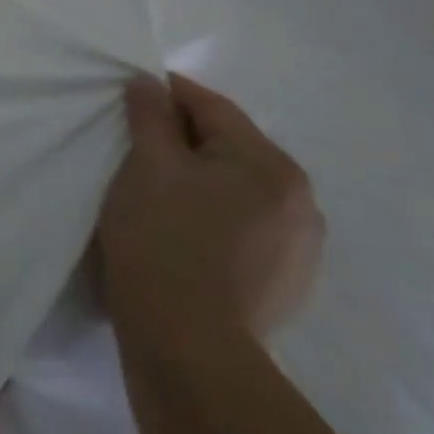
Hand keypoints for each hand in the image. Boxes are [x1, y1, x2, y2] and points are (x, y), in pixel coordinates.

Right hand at [98, 73, 324, 344]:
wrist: (188, 350)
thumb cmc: (164, 240)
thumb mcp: (147, 163)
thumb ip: (150, 114)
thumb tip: (149, 83)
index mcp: (272, 165)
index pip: (212, 107)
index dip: (167, 94)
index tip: (131, 94)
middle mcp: (301, 202)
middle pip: (230, 147)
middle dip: (184, 139)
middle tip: (137, 146)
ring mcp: (301, 249)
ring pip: (239, 189)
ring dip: (201, 179)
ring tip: (158, 192)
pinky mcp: (287, 285)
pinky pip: (246, 227)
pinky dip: (215, 216)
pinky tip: (183, 232)